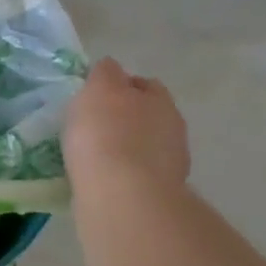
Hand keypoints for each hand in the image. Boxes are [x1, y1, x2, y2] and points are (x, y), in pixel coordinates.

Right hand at [65, 57, 189, 191]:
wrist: (122, 196)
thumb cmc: (106, 134)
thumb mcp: (99, 90)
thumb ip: (105, 74)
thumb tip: (109, 69)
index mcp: (160, 99)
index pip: (143, 84)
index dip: (120, 86)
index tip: (94, 97)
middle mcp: (172, 128)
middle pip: (147, 115)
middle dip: (124, 118)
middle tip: (92, 126)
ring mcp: (169, 164)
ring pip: (143, 147)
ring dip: (124, 148)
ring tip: (93, 156)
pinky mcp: (157, 194)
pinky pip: (135, 175)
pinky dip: (121, 174)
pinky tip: (101, 178)